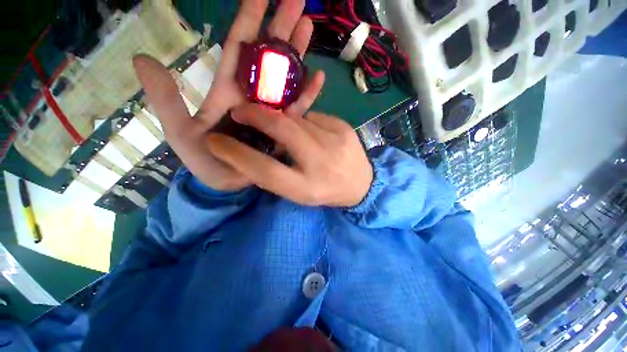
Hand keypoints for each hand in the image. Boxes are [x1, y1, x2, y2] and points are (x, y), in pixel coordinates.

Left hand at [132, 0, 324, 190]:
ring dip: (297, 54)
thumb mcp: (179, 131)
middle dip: (280, 27)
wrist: (228, 182)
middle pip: (267, 56)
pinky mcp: (284, 128)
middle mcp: (252, 96)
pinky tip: (318, 78)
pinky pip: (298, 108)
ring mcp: (271, 112)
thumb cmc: (205, 159)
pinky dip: (308, 94)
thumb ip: (165, 98)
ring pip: (286, 78)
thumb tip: (143, 58)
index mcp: (228, 91)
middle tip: (297, 1)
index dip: (248, 19)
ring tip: (308, 27)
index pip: (238, 47)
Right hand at [206, 104, 373, 206]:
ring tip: (280, 128)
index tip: (215, 141)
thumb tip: (252, 149)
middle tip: (241, 111)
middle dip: (256, 115)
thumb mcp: (298, 192)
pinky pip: (314, 117)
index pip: (264, 170)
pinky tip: (309, 134)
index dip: (236, 155)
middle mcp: (321, 164)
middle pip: (282, 130)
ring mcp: (336, 141)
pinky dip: (304, 123)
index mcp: (306, 188)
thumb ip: (275, 175)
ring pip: (297, 119)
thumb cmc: (326, 191)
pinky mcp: (344, 127)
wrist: (362, 184)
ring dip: (283, 121)